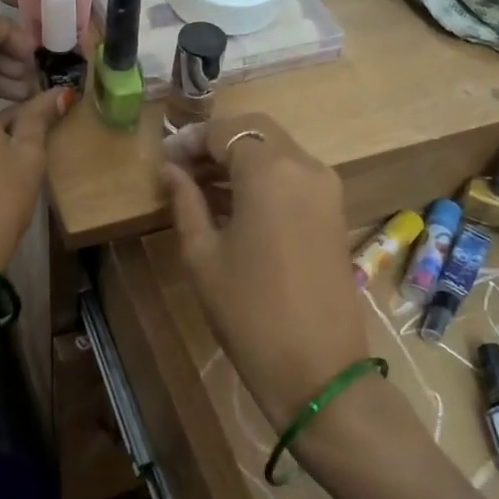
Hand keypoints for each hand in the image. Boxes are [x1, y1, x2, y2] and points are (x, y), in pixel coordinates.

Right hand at [160, 115, 370, 432]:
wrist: (317, 368)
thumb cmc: (248, 311)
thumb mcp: (203, 255)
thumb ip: (185, 203)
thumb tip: (170, 171)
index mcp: (270, 171)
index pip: (225, 131)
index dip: (190, 140)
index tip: (165, 161)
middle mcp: (305, 166)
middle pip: (256, 130)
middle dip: (216, 143)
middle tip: (181, 169)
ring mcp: (326, 188)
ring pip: (277, 151)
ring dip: (240, 158)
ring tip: (200, 187)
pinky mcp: (334, 211)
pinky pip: (294, 175)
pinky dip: (263, 177)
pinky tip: (233, 203)